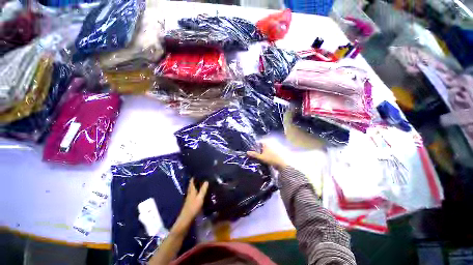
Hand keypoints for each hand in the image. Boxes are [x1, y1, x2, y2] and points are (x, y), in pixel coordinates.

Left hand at [173, 178, 208, 233]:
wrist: (186, 219)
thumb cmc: (193, 207)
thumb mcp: (200, 198)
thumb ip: (203, 190)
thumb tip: (206, 181)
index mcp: (191, 190)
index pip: (192, 181)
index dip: (194, 177)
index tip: (198, 172)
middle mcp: (190, 193)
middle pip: (192, 185)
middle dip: (195, 180)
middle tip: (201, 176)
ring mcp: (189, 198)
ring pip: (193, 189)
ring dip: (196, 186)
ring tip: (202, 182)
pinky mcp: (190, 202)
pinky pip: (194, 194)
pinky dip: (197, 191)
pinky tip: (200, 192)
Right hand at [247, 143, 286, 169]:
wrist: (284, 163)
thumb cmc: (271, 158)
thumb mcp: (261, 157)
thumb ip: (254, 154)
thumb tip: (247, 152)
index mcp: (266, 142)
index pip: (258, 142)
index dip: (254, 147)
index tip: (252, 152)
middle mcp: (271, 142)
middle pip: (262, 145)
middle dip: (259, 150)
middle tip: (257, 155)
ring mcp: (275, 146)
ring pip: (267, 148)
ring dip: (264, 152)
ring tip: (262, 157)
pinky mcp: (279, 150)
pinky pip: (271, 151)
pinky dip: (268, 153)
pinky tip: (267, 158)